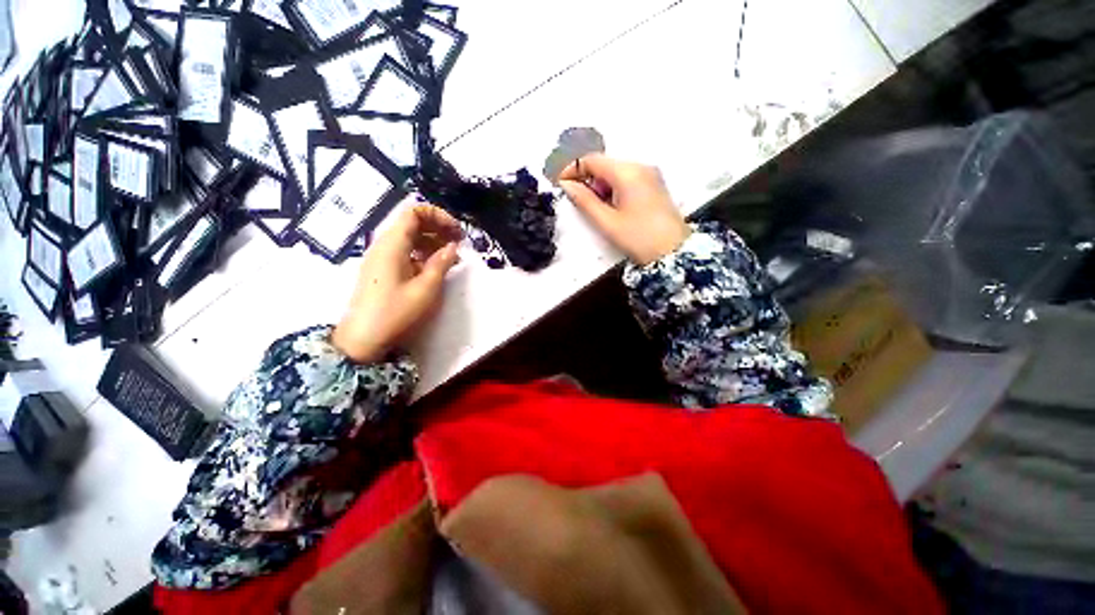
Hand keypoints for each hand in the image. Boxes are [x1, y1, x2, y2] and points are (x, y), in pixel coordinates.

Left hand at [332, 204, 462, 363]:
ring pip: (409, 238)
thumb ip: (441, 264)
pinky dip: (423, 253)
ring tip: (452, 256)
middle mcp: (384, 245)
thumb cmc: (396, 312)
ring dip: (432, 241)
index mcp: (392, 244)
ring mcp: (382, 258)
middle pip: (412, 223)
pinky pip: (405, 252)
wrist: (363, 339)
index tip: (457, 232)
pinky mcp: (383, 270)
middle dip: (438, 228)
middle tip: (459, 243)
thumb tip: (452, 247)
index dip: (438, 216)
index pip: (414, 212)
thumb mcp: (426, 288)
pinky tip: (436, 266)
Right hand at [559, 154, 689, 265]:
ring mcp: (650, 174)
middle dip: (588, 178)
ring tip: (596, 207)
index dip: (573, 169)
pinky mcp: (654, 184)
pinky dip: (613, 188)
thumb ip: (584, 201)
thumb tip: (566, 185)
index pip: (593, 160)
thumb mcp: (607, 221)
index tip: (561, 183)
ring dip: (600, 185)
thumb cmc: (638, 238)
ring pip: (616, 171)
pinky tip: (611, 206)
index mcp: (628, 172)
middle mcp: (640, 166)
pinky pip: (628, 178)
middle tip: (578, 199)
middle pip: (605, 164)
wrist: (673, 252)